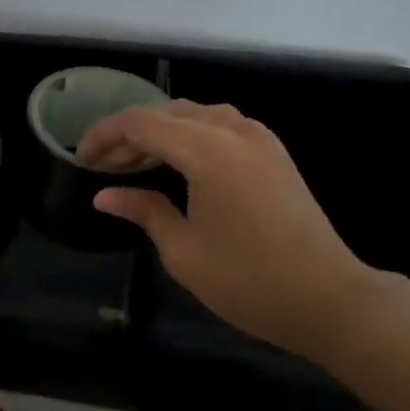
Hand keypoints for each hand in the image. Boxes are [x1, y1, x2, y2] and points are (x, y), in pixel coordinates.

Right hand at [78, 101, 396, 360]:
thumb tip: (105, 195)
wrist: (328, 297)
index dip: (105, 135)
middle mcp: (233, 129)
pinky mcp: (273, 150)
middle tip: (103, 166)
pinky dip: (191, 134)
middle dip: (130, 134)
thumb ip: (143, 211)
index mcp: (207, 150)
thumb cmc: (249, 281)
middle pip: (167, 113)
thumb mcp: (184, 251)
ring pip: (196, 114)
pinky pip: (221, 125)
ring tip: (137, 163)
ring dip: (161, 131)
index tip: (80, 158)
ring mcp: (258, 136)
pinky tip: (180, 162)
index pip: (141, 123)